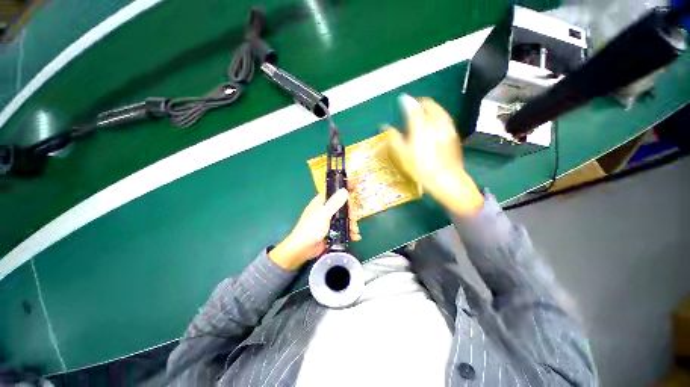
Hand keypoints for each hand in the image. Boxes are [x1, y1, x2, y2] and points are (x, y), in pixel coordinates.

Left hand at [269, 188, 360, 269]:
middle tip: (353, 219)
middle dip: (350, 213)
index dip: (343, 188)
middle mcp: (326, 209)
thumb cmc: (311, 229)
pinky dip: (349, 232)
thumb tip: (344, 190)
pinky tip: (355, 236)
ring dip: (351, 224)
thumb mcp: (323, 214)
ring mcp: (329, 221)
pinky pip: (343, 228)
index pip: (333, 191)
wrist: (303, 249)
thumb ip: (334, 203)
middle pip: (342, 206)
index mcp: (321, 202)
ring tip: (354, 231)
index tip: (355, 187)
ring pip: (344, 218)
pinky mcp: (332, 231)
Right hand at [386, 95, 483, 215]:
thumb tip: (386, 127)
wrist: (446, 179)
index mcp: (420, 124)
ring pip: (438, 110)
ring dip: (429, 109)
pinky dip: (437, 118)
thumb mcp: (402, 154)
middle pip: (428, 103)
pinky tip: (433, 128)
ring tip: (422, 117)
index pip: (411, 105)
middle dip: (418, 103)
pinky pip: (444, 119)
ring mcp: (447, 126)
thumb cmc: (420, 167)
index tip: (401, 101)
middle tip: (411, 109)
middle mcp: (435, 120)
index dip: (405, 101)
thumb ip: (394, 138)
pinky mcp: (454, 133)